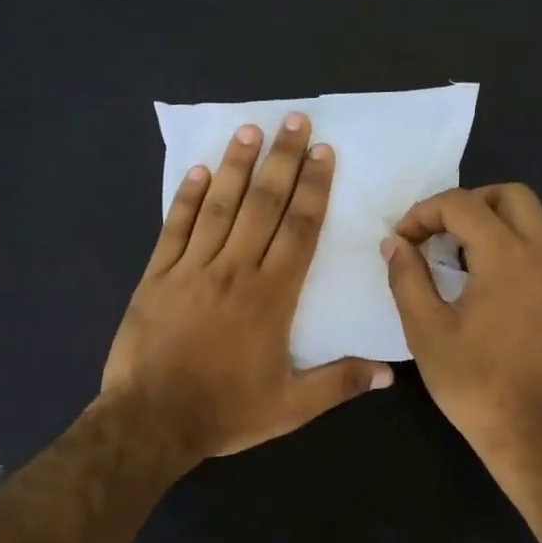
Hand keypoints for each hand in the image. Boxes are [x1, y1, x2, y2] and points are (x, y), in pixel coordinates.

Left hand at [102, 113, 391, 464]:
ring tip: (250, 130)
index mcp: (271, 296)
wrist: (151, 421)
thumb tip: (390, 374)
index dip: (314, 188)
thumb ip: (339, 383)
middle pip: (263, 204)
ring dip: (236, 166)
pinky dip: (186, 198)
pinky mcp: (157, 276)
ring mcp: (191, 269)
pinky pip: (174, 227)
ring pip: (219, 206)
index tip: (323, 153)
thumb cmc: (225, 412)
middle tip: (294, 121)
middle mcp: (234, 270)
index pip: (299, 229)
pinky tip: (197, 170)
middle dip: (282, 160)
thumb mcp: (290, 407)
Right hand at [382, 184, 541, 475]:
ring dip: (502, 226)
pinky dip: (523, 256)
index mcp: (506, 255)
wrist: (537, 435)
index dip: (425, 212)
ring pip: (540, 224)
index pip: (463, 204)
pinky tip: (501, 295)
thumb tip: (395, 243)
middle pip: (513, 195)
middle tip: (443, 234)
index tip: (405, 240)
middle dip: (472, 203)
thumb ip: (407, 278)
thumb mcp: (426, 331)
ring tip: (470, 260)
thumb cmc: (475, 383)